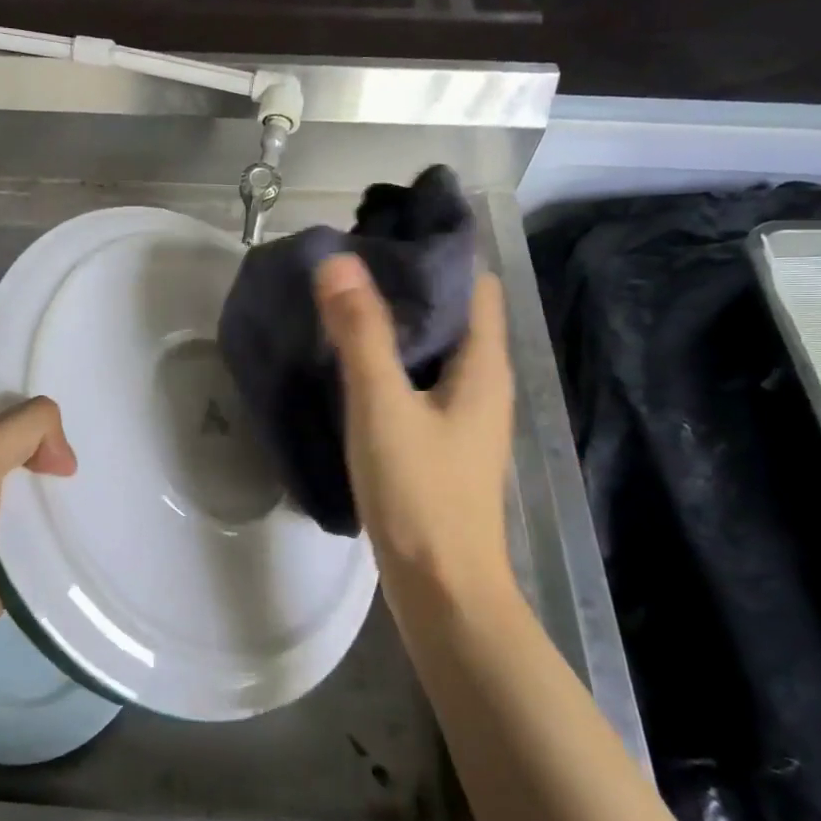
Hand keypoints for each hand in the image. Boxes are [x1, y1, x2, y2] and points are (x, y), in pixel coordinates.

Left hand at [0, 396, 77, 702]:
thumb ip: (27, 428)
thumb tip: (63, 456)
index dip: (22, 408)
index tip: (64, 414)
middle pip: (12, 452)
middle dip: (47, 451)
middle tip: (91, 448)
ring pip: (26, 496)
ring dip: (56, 494)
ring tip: (103, 482)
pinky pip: (35, 540)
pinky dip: (58, 534)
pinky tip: (93, 523)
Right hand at [313, 253, 515, 602]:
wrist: (442, 589)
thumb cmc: (420, 493)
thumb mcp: (384, 406)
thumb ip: (361, 333)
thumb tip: (338, 261)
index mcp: (482, 365)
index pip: (472, 283)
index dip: (437, 251)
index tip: (385, 231)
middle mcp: (481, 383)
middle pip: (451, 313)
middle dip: (408, 284)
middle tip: (350, 261)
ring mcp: (462, 416)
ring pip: (432, 350)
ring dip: (396, 324)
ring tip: (343, 301)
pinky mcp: (439, 442)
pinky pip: (417, 382)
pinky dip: (390, 362)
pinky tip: (350, 364)